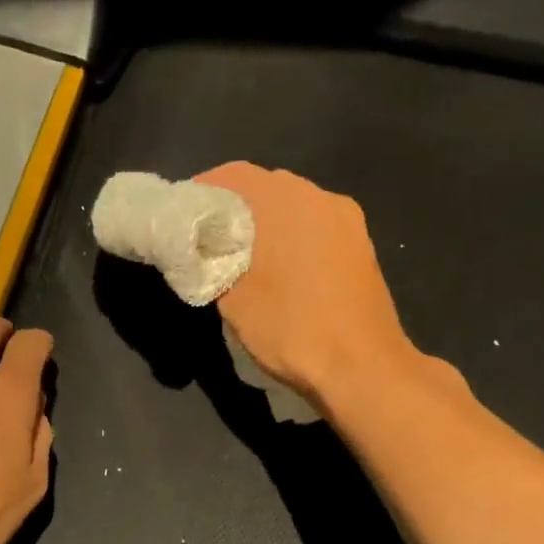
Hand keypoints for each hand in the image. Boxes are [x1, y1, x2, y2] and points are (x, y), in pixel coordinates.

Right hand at [199, 162, 414, 406]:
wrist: (362, 367)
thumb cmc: (290, 327)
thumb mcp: (232, 298)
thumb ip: (211, 262)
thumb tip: (203, 249)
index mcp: (284, 199)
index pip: (232, 176)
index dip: (202, 191)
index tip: (181, 216)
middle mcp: (319, 197)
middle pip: (266, 188)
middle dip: (234, 209)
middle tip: (207, 239)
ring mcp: (347, 222)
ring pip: (294, 210)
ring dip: (265, 225)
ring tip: (240, 258)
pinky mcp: (361, 248)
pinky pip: (315, 230)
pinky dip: (291, 240)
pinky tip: (278, 272)